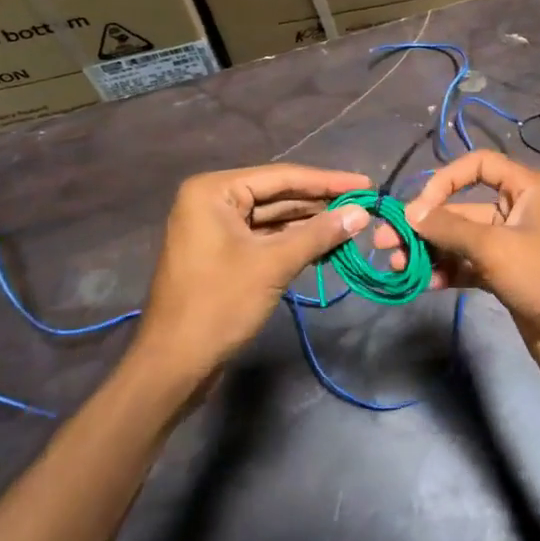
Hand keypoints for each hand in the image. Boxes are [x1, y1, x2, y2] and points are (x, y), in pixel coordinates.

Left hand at [135, 164, 371, 381]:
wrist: (173, 363)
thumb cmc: (220, 304)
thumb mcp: (274, 264)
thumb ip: (319, 234)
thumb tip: (362, 213)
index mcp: (214, 191)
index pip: (282, 177)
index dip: (328, 181)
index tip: (366, 184)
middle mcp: (212, 201)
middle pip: (278, 195)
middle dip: (321, 203)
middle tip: (364, 206)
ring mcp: (215, 228)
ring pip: (274, 218)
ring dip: (311, 224)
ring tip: (353, 225)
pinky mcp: (222, 253)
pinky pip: (265, 238)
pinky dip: (294, 242)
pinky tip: (326, 246)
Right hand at [376, 150, 539, 392]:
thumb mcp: (494, 246)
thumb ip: (449, 228)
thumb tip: (409, 213)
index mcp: (526, 189)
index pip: (479, 165)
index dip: (446, 179)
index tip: (418, 207)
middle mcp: (518, 211)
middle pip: (464, 207)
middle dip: (427, 223)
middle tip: (386, 241)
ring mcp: (511, 246)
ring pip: (462, 240)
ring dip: (432, 251)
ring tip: (399, 266)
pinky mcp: (506, 277)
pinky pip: (469, 266)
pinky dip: (448, 272)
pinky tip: (428, 284)